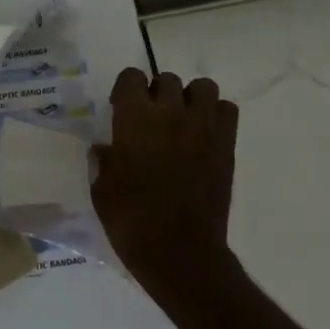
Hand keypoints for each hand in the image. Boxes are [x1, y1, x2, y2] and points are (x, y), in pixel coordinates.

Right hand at [92, 68, 238, 296]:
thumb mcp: (101, 187)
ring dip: (190, 97)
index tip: (120, 107)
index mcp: (133, 119)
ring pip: (203, 87)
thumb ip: (103, 159)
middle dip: (156, 92)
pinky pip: (227, 110)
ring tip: (181, 120)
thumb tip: (106, 148)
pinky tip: (203, 135)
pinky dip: (216, 115)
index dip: (124, 88)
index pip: (131, 76)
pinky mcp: (226, 146)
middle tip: (150, 117)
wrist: (179, 251)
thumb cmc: (130, 220)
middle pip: (166, 79)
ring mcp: (203, 128)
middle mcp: (170, 113)